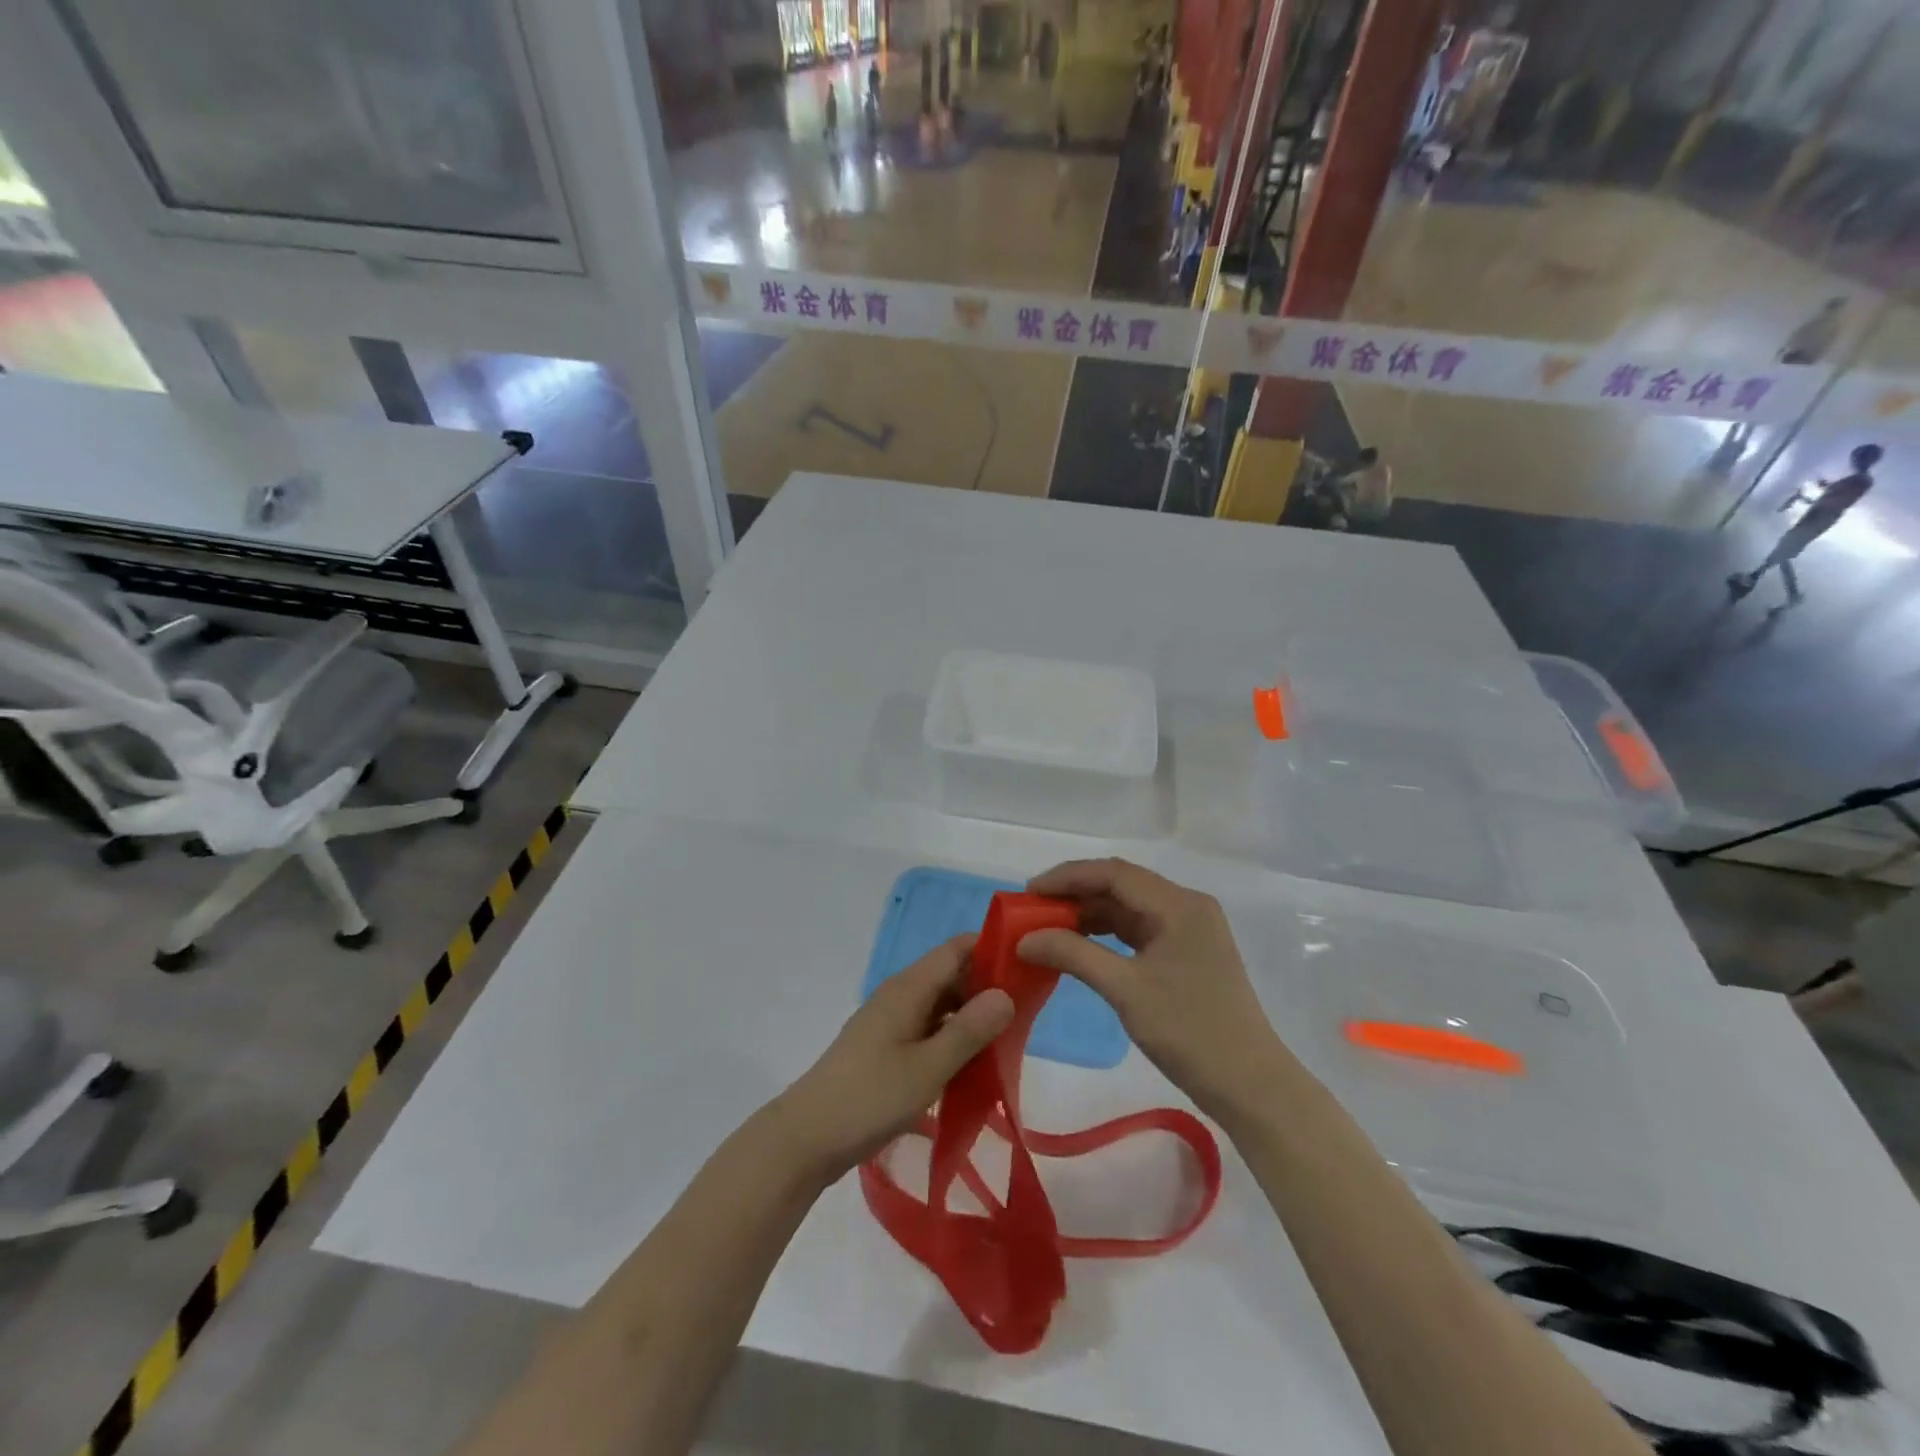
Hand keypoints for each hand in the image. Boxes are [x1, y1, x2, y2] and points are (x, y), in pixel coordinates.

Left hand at [770, 935, 1013, 1184]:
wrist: (806, 1139)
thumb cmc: (870, 1097)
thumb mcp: (928, 1068)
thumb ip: (969, 1030)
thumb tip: (1006, 993)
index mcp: (909, 988)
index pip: (957, 949)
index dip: (993, 949)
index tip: (1029, 966)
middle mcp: (900, 995)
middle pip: (952, 975)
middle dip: (988, 988)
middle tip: (1028, 1014)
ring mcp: (891, 1022)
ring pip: (941, 1006)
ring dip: (972, 1018)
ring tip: (1009, 1041)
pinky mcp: (886, 1048)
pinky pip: (929, 1030)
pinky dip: (952, 1039)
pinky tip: (974, 1066)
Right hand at [1018, 859, 1288, 1122]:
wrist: (1250, 1084)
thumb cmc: (1189, 1031)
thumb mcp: (1125, 990)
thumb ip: (1073, 954)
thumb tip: (1025, 939)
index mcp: (1178, 905)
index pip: (1113, 873)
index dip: (1067, 877)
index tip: (1028, 892)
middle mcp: (1187, 906)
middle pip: (1122, 885)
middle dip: (1076, 893)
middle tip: (1033, 910)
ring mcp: (1191, 929)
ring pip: (1130, 907)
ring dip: (1091, 914)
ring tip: (1050, 928)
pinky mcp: (1189, 952)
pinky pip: (1141, 929)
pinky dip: (1109, 933)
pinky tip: (1082, 945)